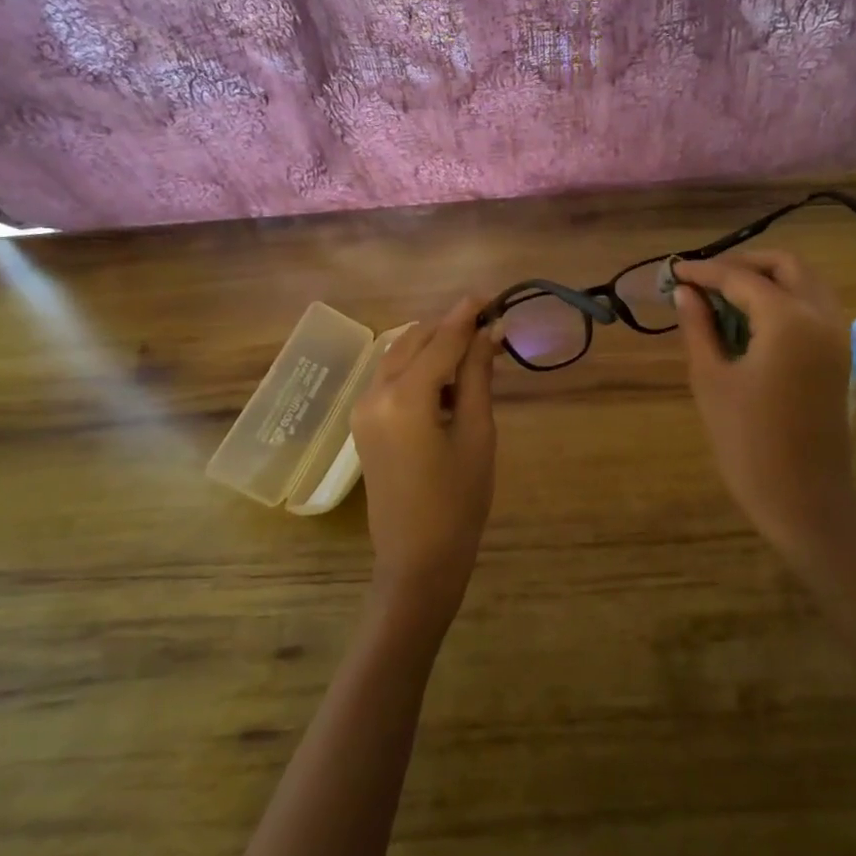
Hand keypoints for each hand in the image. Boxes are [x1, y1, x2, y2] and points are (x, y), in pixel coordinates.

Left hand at [350, 296, 498, 627]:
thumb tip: (490, 332)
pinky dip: (417, 366)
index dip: (468, 315)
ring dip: (433, 345)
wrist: (418, 559)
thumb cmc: (458, 501)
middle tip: (489, 323)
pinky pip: (390, 377)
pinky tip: (446, 376)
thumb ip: (477, 376)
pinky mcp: (363, 422)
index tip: (493, 296)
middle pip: (414, 340)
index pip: (441, 340)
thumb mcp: (477, 433)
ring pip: (399, 355)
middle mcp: (375, 393)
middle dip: (450, 327)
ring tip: (473, 348)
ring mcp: (363, 408)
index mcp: (405, 397)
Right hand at [673, 251, 855, 567]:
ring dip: (768, 279)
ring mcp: (838, 336)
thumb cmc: (747, 442)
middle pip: (786, 266)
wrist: (802, 497)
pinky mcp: (840, 356)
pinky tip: (752, 320)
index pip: (742, 278)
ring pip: (806, 283)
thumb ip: (698, 327)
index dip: (706, 271)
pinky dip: (785, 299)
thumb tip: (685, 292)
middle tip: (705, 279)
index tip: (675, 271)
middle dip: (744, 264)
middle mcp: (822, 316)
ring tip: (724, 297)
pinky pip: (814, 307)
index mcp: (789, 320)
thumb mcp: (711, 379)